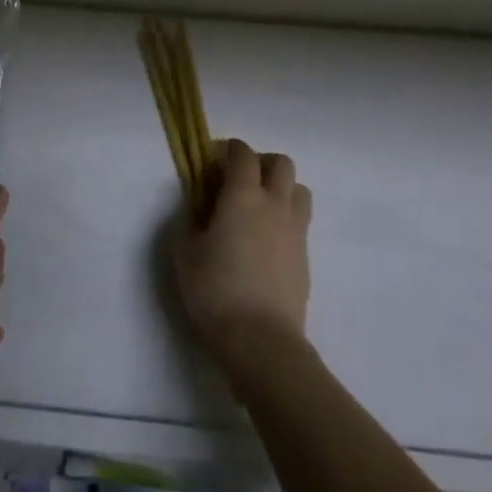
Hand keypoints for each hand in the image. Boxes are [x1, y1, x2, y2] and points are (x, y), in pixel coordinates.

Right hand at [173, 140, 311, 382]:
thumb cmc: (216, 291)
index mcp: (243, 195)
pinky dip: (286, 219)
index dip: (228, 150)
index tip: (213, 163)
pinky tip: (267, 242)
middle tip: (240, 182)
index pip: (243, 153)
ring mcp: (295, 230)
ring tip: (259, 209)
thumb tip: (197, 204)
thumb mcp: (185, 252)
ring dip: (280, 188)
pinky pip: (300, 221)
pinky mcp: (305, 256)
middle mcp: (274, 203)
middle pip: (280, 162)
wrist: (262, 342)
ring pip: (298, 189)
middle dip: (261, 163)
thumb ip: (189, 219)